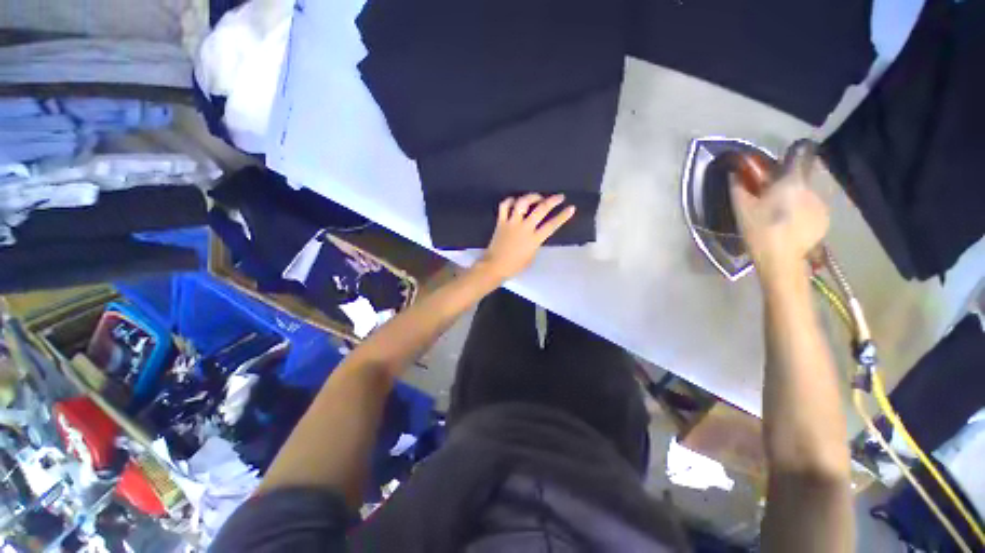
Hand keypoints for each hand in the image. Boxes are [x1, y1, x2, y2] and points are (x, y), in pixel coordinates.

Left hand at [475, 193, 575, 281]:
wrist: (494, 266)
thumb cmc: (515, 266)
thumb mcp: (531, 256)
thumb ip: (536, 242)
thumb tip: (536, 233)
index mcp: (534, 240)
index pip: (552, 225)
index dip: (563, 216)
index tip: (571, 208)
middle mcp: (524, 228)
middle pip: (540, 210)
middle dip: (552, 201)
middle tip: (559, 197)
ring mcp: (512, 223)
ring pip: (522, 203)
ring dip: (531, 197)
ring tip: (537, 197)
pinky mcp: (501, 222)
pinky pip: (504, 206)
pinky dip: (510, 201)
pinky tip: (515, 201)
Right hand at [730, 142, 828, 279]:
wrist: (781, 260)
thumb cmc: (759, 231)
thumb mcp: (741, 209)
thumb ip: (738, 187)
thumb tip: (734, 173)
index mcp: (792, 181)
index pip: (801, 154)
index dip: (791, 154)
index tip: (779, 164)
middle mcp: (812, 188)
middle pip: (804, 174)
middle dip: (791, 180)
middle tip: (775, 194)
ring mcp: (821, 204)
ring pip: (809, 191)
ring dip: (798, 196)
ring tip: (783, 212)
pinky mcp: (825, 219)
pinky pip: (814, 206)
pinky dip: (804, 210)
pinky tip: (792, 223)